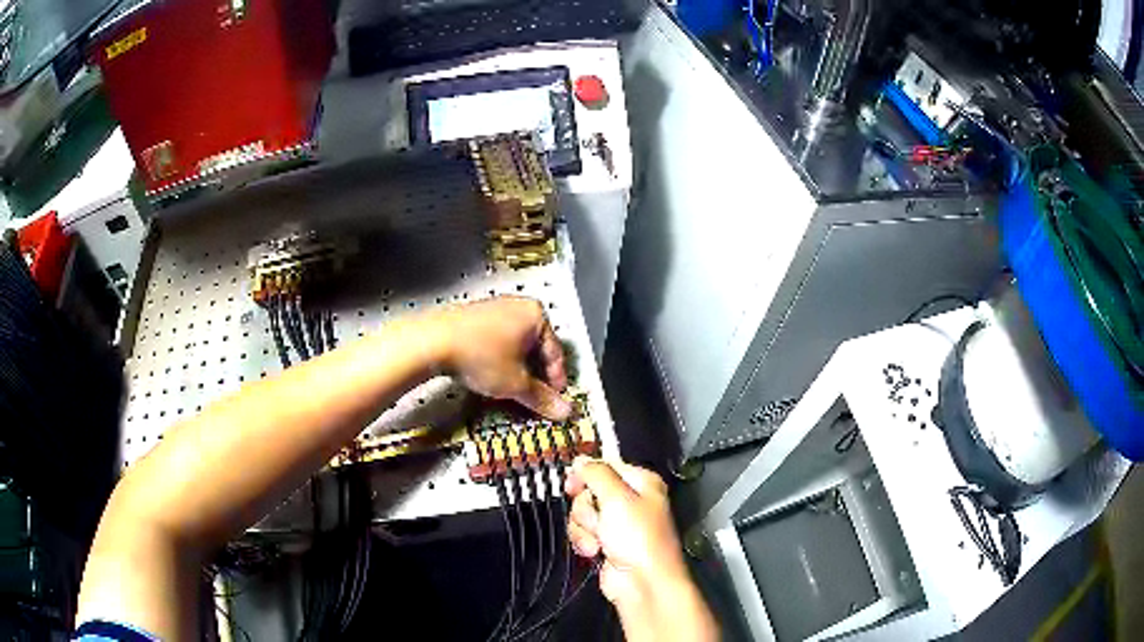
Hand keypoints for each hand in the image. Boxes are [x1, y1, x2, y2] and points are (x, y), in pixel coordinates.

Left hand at [431, 296, 571, 419]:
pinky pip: (496, 341)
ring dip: (517, 369)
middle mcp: (517, 306)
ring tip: (511, 390)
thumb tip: (563, 411)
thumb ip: (541, 398)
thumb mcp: (515, 383)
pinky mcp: (474, 317)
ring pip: (515, 345)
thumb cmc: (479, 355)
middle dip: (535, 375)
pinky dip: (499, 359)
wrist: (433, 342)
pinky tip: (490, 375)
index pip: (555, 352)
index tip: (553, 400)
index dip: (556, 380)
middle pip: (536, 347)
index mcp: (535, 315)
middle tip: (534, 398)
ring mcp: (494, 309)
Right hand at [565, 458, 717, 641]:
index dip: (587, 473)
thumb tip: (580, 459)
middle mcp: (630, 500)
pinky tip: (594, 551)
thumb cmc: (636, 535)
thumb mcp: (617, 497)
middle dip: (586, 507)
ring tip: (599, 540)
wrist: (642, 582)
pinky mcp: (605, 543)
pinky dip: (584, 541)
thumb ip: (596, 473)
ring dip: (584, 527)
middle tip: (597, 517)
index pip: (607, 465)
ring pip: (582, 513)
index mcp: (641, 482)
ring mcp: (617, 523)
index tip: (572, 483)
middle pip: (589, 490)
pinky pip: (583, 532)